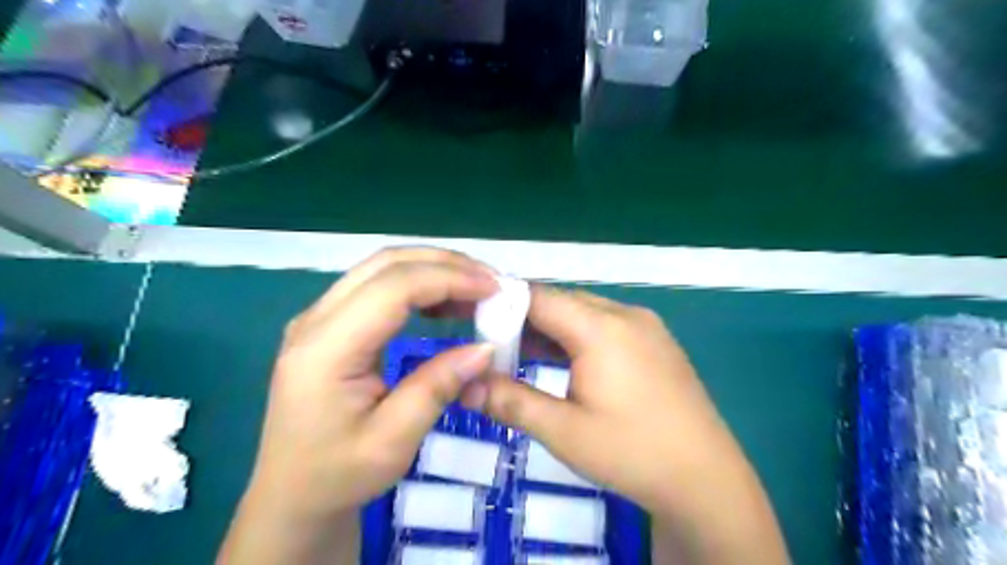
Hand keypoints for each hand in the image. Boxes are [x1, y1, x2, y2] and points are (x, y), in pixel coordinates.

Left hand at [223, 246, 497, 564]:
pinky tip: (443, 301)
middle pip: (386, 264)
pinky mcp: (329, 324)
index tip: (494, 289)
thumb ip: (438, 387)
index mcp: (325, 349)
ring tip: (475, 288)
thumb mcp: (394, 442)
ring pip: (382, 268)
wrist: (292, 494)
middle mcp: (315, 320)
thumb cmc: (339, 474)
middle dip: (445, 264)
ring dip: (433, 269)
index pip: (393, 287)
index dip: (448, 279)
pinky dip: (417, 283)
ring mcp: (319, 317)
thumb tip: (486, 348)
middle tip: (491, 282)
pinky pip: (377, 286)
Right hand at [469, 287, 789, 564]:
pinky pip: (607, 325)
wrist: (707, 480)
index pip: (540, 297)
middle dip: (526, 319)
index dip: (504, 305)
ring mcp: (646, 326)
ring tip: (520, 353)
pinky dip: (578, 336)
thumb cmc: (632, 452)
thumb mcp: (563, 431)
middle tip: (494, 345)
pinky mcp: (656, 341)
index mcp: (601, 328)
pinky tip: (565, 361)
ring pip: (585, 313)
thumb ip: (511, 403)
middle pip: (563, 301)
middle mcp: (625, 315)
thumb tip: (464, 388)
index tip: (476, 323)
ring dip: (552, 329)